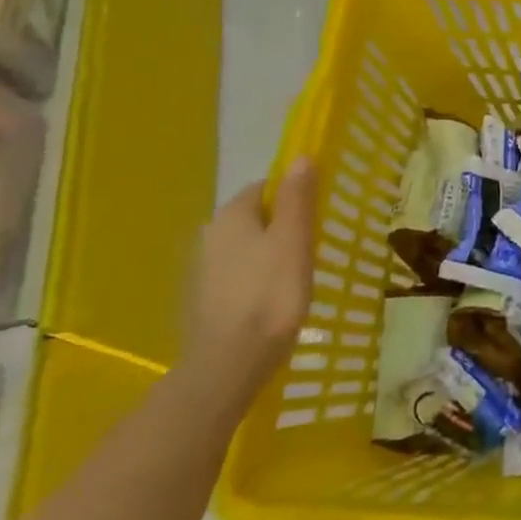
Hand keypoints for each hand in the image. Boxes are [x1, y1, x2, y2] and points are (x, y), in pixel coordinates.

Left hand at [182, 160, 317, 414]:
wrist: (229, 362)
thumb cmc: (270, 294)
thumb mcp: (294, 241)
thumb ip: (298, 198)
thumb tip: (300, 157)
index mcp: (231, 215)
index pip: (265, 187)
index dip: (294, 195)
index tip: (318, 215)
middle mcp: (210, 234)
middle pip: (254, 217)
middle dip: (282, 225)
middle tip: (313, 246)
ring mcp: (202, 269)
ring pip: (246, 247)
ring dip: (270, 253)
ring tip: (298, 275)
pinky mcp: (204, 299)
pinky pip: (238, 274)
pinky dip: (257, 278)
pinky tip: (273, 299)